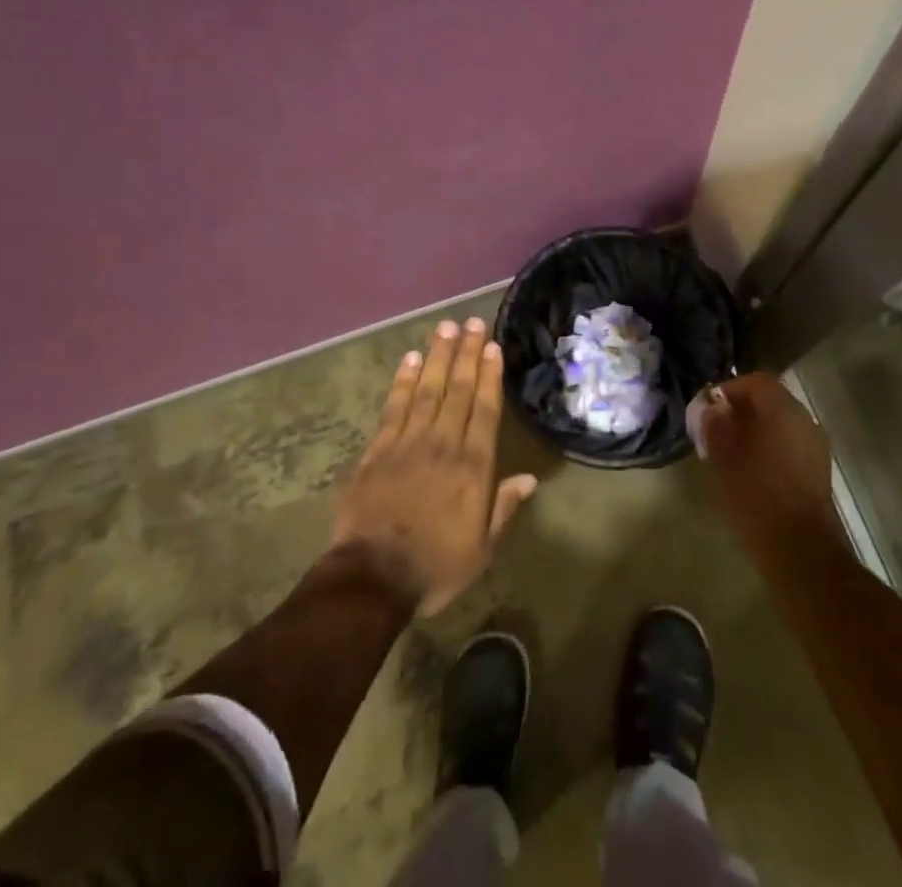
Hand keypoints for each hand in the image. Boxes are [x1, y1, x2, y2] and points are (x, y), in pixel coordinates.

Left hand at [332, 316, 538, 616]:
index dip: (489, 376)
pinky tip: (410, 360)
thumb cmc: (435, 567)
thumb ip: (504, 508)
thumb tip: (529, 478)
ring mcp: (407, 444)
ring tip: (445, 328)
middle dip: (466, 354)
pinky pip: (393, 408)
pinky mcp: (377, 451)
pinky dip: (403, 382)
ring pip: (427, 390)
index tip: (492, 346)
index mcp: (472, 467)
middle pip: (457, 390)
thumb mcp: (482, 548)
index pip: (484, 410)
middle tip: (472, 323)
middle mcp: (443, 445)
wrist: (372, 579)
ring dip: (437, 357)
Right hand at [688, 373, 842, 559]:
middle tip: (717, 432)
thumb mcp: (722, 456)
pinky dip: (771, 450)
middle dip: (743, 412)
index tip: (709, 410)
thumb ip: (714, 424)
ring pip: (781, 425)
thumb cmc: (755, 494)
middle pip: (771, 401)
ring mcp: (816, 445)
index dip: (730, 390)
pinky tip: (754, 474)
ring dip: (757, 432)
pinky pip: (791, 446)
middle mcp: (804, 419)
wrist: (799, 548)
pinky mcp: (819, 471)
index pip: (756, 381)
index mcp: (782, 408)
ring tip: (732, 455)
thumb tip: (711, 408)